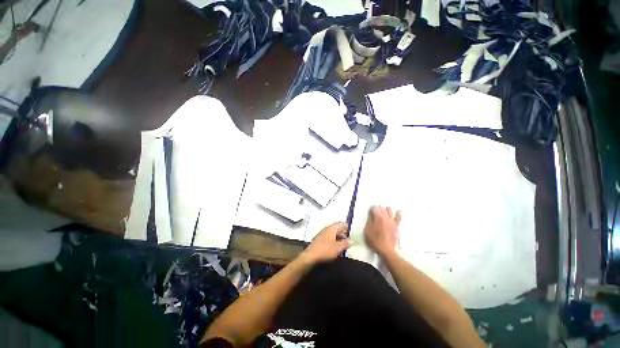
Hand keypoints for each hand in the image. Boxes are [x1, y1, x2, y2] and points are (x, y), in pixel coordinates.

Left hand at [301, 222, 351, 264]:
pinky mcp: (319, 240)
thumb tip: (351, 240)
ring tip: (343, 243)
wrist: (311, 256)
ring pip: (332, 233)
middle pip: (336, 228)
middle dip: (342, 232)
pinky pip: (328, 237)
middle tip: (348, 237)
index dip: (346, 226)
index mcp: (331, 229)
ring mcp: (321, 234)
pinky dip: (333, 240)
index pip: (340, 224)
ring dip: (338, 237)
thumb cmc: (325, 250)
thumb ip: (345, 243)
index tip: (350, 230)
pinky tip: (335, 247)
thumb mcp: (338, 248)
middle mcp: (326, 229)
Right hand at [364, 206, 400, 257]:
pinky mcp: (397, 226)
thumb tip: (371, 215)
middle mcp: (386, 217)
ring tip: (384, 213)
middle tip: (375, 213)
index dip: (371, 209)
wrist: (387, 251)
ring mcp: (392, 221)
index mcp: (378, 217)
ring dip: (386, 210)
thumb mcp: (367, 230)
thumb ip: (369, 221)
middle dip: (378, 208)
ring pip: (390, 210)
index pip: (374, 208)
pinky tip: (396, 213)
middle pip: (382, 207)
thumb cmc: (375, 241)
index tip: (369, 212)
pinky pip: (398, 216)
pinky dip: (397, 213)